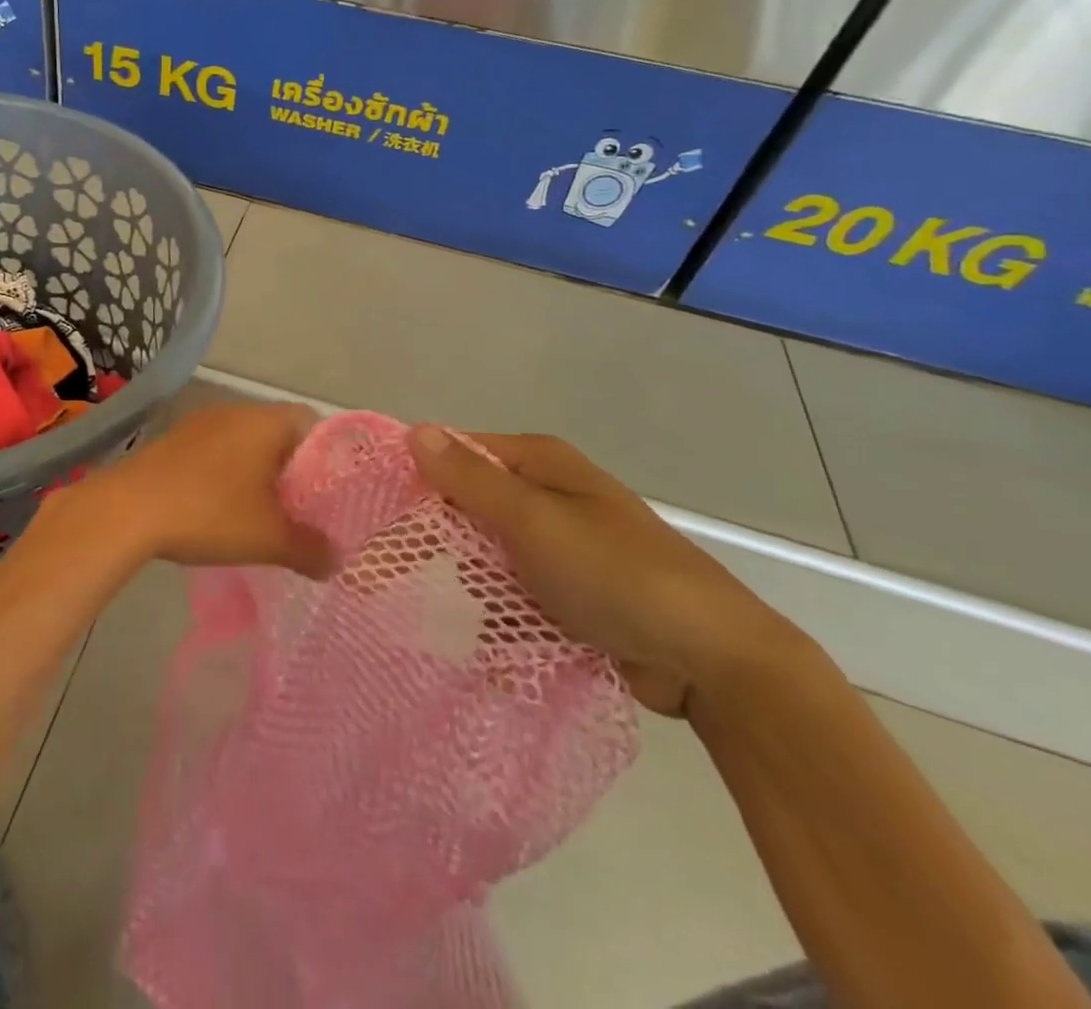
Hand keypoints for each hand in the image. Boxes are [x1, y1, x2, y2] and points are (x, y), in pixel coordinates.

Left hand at [50, 402, 336, 579]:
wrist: (128, 509)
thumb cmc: (210, 513)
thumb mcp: (269, 539)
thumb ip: (310, 549)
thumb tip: (336, 561)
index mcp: (266, 421)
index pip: (313, 423)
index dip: (328, 457)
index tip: (331, 492)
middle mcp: (235, 410)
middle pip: (278, 432)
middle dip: (291, 469)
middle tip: (301, 508)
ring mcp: (200, 422)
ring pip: (244, 441)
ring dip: (256, 471)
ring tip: (262, 512)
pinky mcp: (173, 439)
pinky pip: (214, 449)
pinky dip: (226, 473)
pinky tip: (220, 507)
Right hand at [407, 427, 797, 715]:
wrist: (713, 661)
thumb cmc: (615, 574)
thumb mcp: (534, 522)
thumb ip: (470, 480)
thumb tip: (416, 430)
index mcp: (539, 464)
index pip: (456, 454)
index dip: (416, 478)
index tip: (376, 514)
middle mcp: (547, 496)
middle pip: (467, 507)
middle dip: (436, 541)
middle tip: (390, 576)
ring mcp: (559, 546)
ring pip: (487, 555)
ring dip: (468, 587)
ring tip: (441, 620)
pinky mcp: (570, 592)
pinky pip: (515, 594)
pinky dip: (500, 617)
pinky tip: (486, 647)